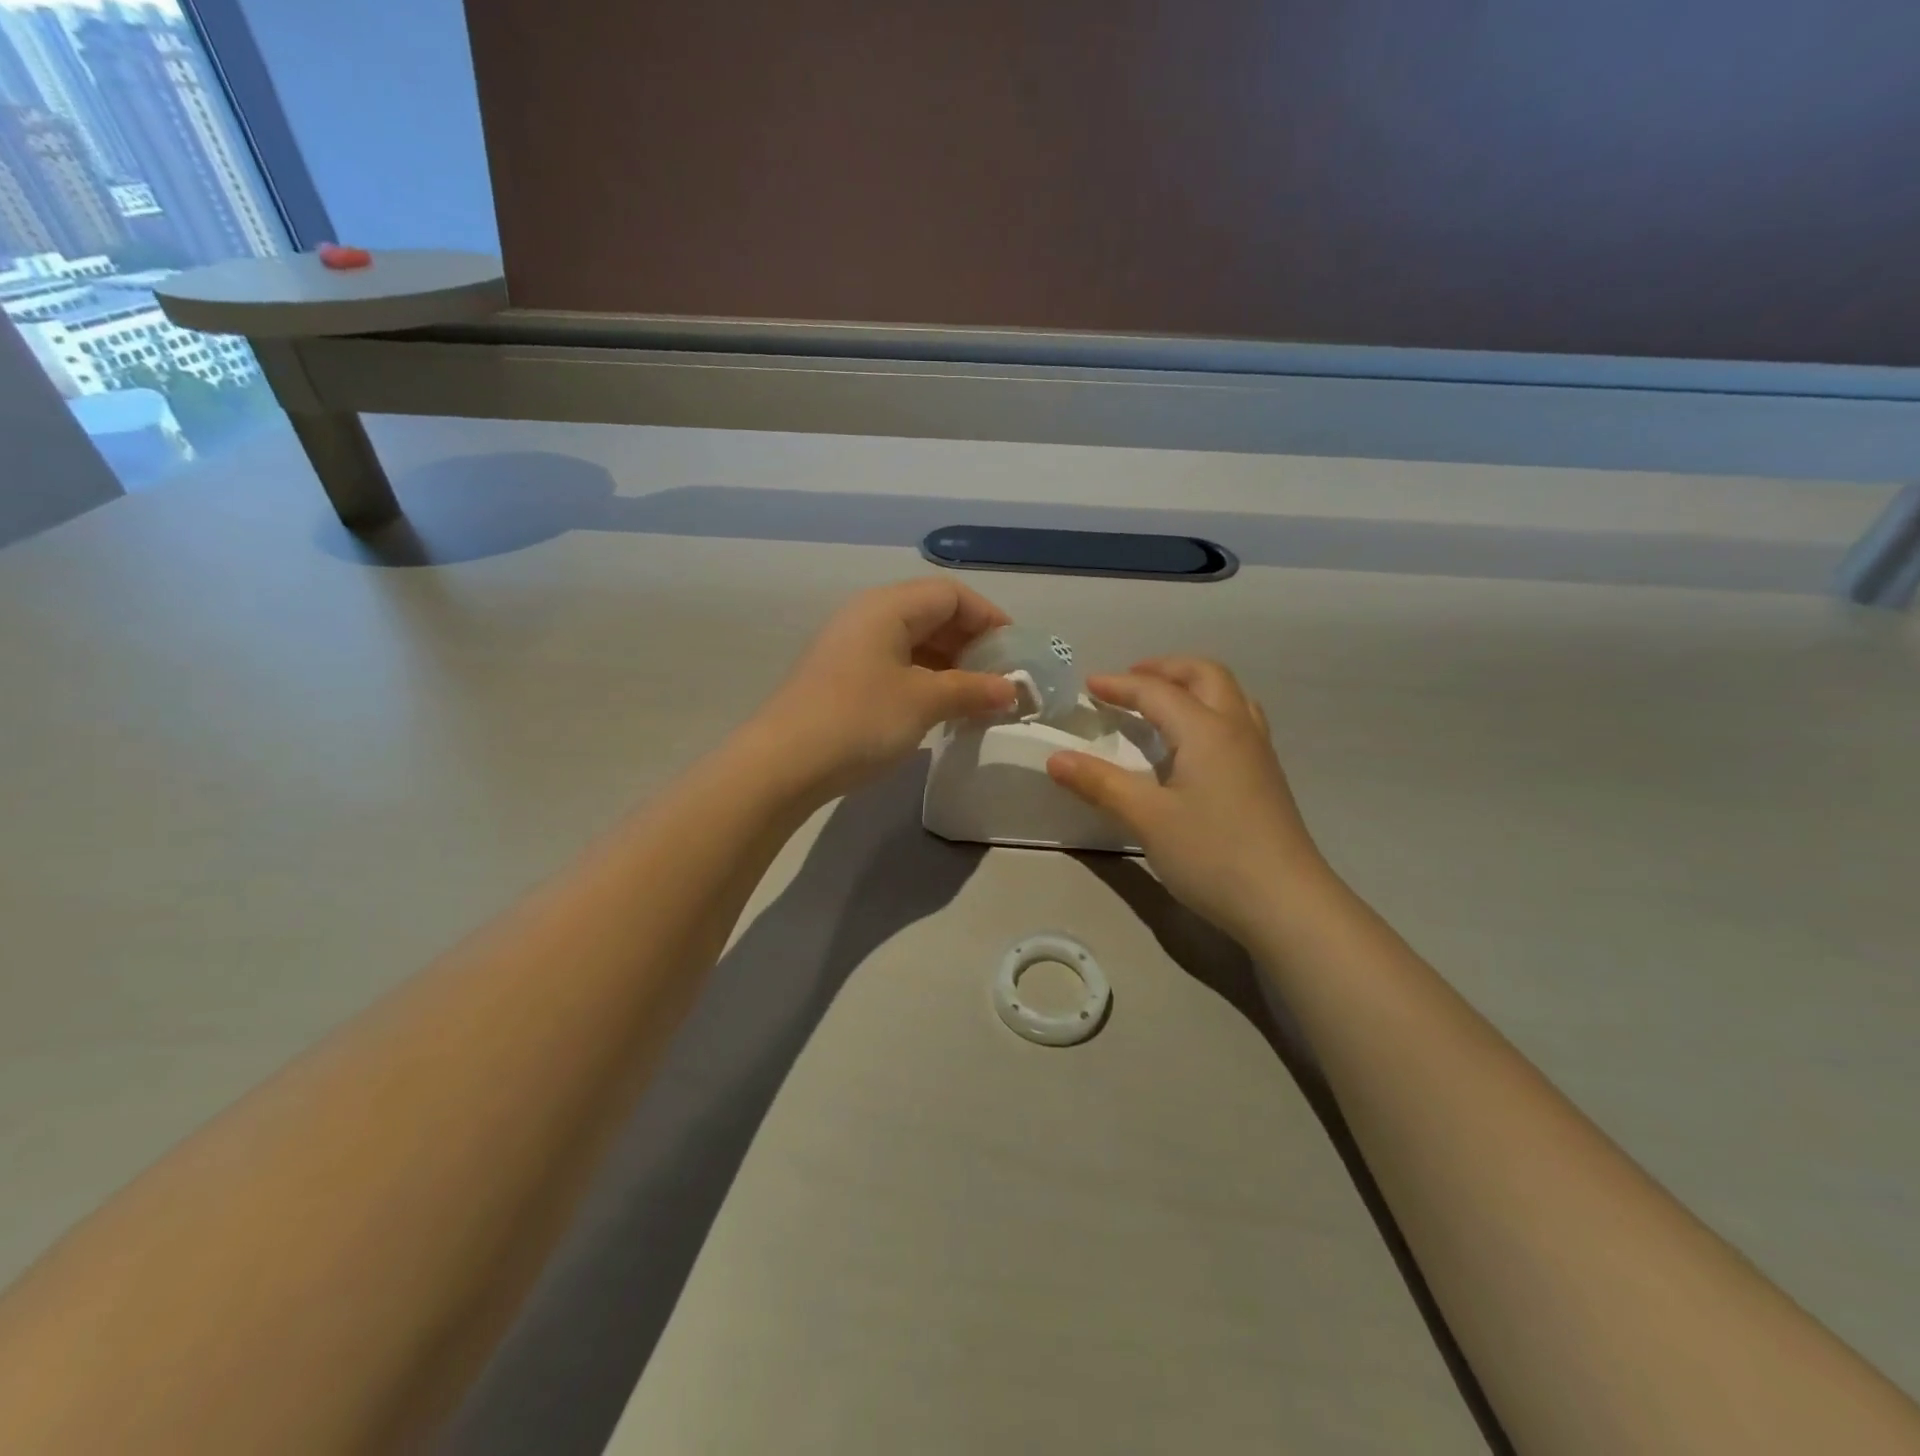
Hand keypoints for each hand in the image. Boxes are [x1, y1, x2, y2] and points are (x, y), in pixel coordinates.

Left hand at [751, 579, 1017, 799]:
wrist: (783, 763)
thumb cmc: (860, 720)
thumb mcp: (924, 702)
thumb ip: (973, 689)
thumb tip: (1011, 691)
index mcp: (888, 607)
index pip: (951, 594)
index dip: (989, 618)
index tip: (1015, 654)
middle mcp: (868, 616)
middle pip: (932, 614)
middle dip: (972, 644)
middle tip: (1000, 680)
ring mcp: (851, 647)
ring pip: (914, 642)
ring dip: (949, 665)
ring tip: (976, 699)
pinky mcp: (842, 676)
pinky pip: (895, 665)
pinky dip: (924, 680)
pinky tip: (940, 709)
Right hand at [1047, 658, 1329, 941]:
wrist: (1286, 903)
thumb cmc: (1212, 855)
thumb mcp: (1147, 819)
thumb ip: (1100, 784)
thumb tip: (1054, 758)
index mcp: (1206, 730)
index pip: (1157, 692)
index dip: (1120, 685)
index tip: (1087, 685)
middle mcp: (1236, 728)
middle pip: (1205, 675)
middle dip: (1165, 668)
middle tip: (1131, 680)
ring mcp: (1258, 752)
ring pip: (1229, 694)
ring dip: (1193, 685)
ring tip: (1163, 702)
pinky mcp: (1266, 776)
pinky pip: (1238, 719)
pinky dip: (1210, 709)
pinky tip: (1195, 742)